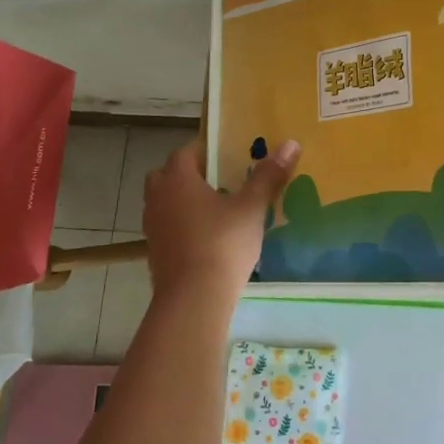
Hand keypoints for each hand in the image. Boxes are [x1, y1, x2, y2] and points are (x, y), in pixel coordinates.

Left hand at [142, 137, 300, 306]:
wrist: (193, 299)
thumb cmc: (222, 243)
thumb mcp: (251, 208)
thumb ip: (268, 176)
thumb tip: (290, 144)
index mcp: (177, 179)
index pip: (186, 152)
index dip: (206, 151)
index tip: (228, 156)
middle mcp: (158, 197)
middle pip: (168, 176)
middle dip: (189, 175)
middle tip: (218, 181)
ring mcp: (153, 227)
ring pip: (164, 202)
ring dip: (183, 201)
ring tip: (215, 210)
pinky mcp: (154, 253)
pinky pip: (167, 228)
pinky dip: (181, 226)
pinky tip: (206, 238)